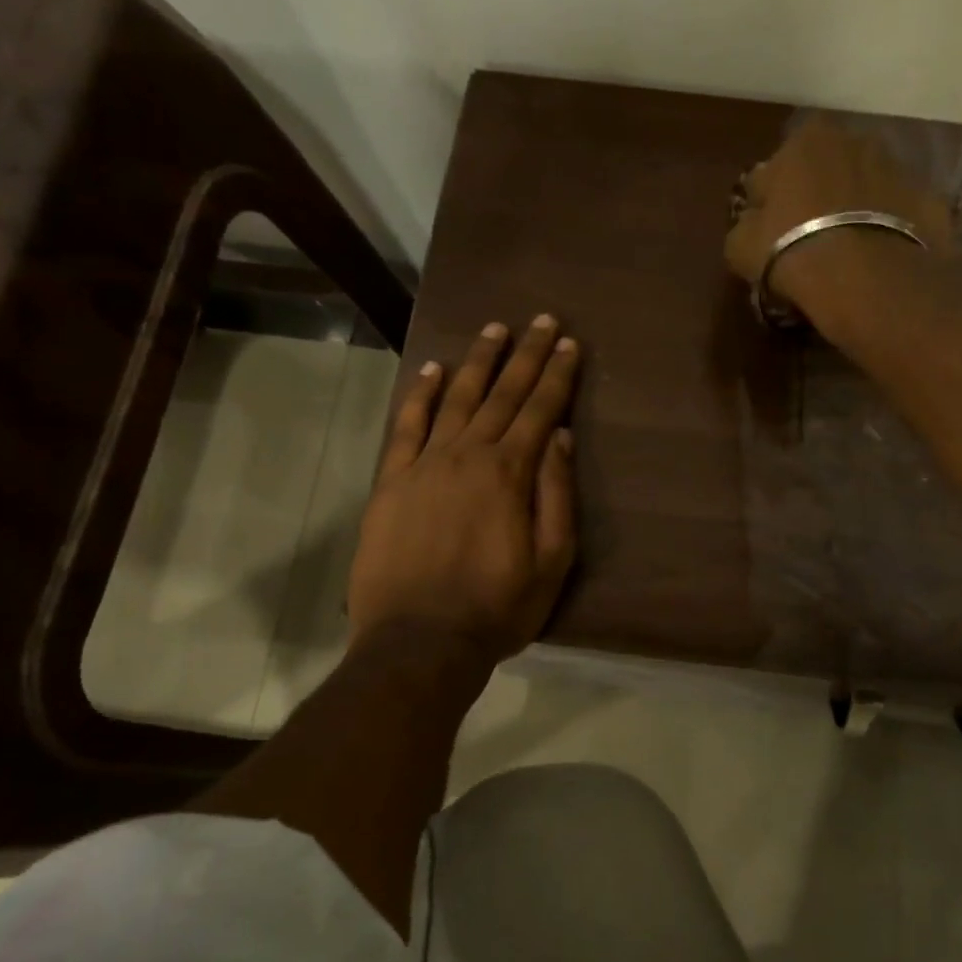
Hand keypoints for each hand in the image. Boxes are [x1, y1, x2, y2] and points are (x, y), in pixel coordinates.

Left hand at [348, 315, 580, 663]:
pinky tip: (434, 371)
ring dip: (478, 362)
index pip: (540, 410)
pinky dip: (421, 396)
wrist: (419, 642)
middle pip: (501, 395)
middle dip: (525, 355)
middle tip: (541, 320)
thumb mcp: (551, 561)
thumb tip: (558, 438)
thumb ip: (556, 495)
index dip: (557, 376)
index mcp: (510, 474)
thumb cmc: (497, 608)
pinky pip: (406, 427)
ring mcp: (424, 465)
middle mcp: (467, 455)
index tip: (569, 343)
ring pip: (456, 400)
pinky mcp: (391, 482)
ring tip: (495, 330)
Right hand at [725, 119, 953, 312]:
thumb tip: (754, 222)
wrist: (867, 277)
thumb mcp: (741, 246)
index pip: (773, 170)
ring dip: (853, 210)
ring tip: (845, 253)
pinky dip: (887, 230)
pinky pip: (897, 215)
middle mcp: (855, 140)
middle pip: (824, 171)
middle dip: (815, 198)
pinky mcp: (928, 201)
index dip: (767, 203)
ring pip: (864, 189)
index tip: (767, 233)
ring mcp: (898, 167)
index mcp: (805, 140)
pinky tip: (876, 260)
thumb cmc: (792, 252)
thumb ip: (745, 224)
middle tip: (806, 241)